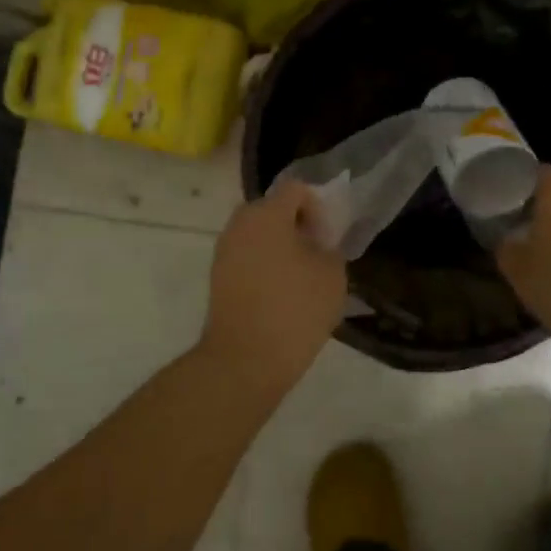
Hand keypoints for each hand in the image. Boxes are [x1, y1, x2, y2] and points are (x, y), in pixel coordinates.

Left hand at [199, 179, 347, 384]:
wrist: (245, 360)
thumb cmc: (295, 309)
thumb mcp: (332, 274)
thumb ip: (329, 246)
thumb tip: (318, 242)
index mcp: (267, 214)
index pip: (296, 189)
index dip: (318, 206)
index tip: (329, 236)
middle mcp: (240, 224)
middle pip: (273, 209)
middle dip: (297, 224)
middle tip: (317, 252)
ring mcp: (224, 251)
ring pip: (258, 234)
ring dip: (280, 245)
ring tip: (301, 275)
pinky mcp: (217, 277)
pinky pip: (247, 257)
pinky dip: (264, 264)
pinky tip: (282, 292)